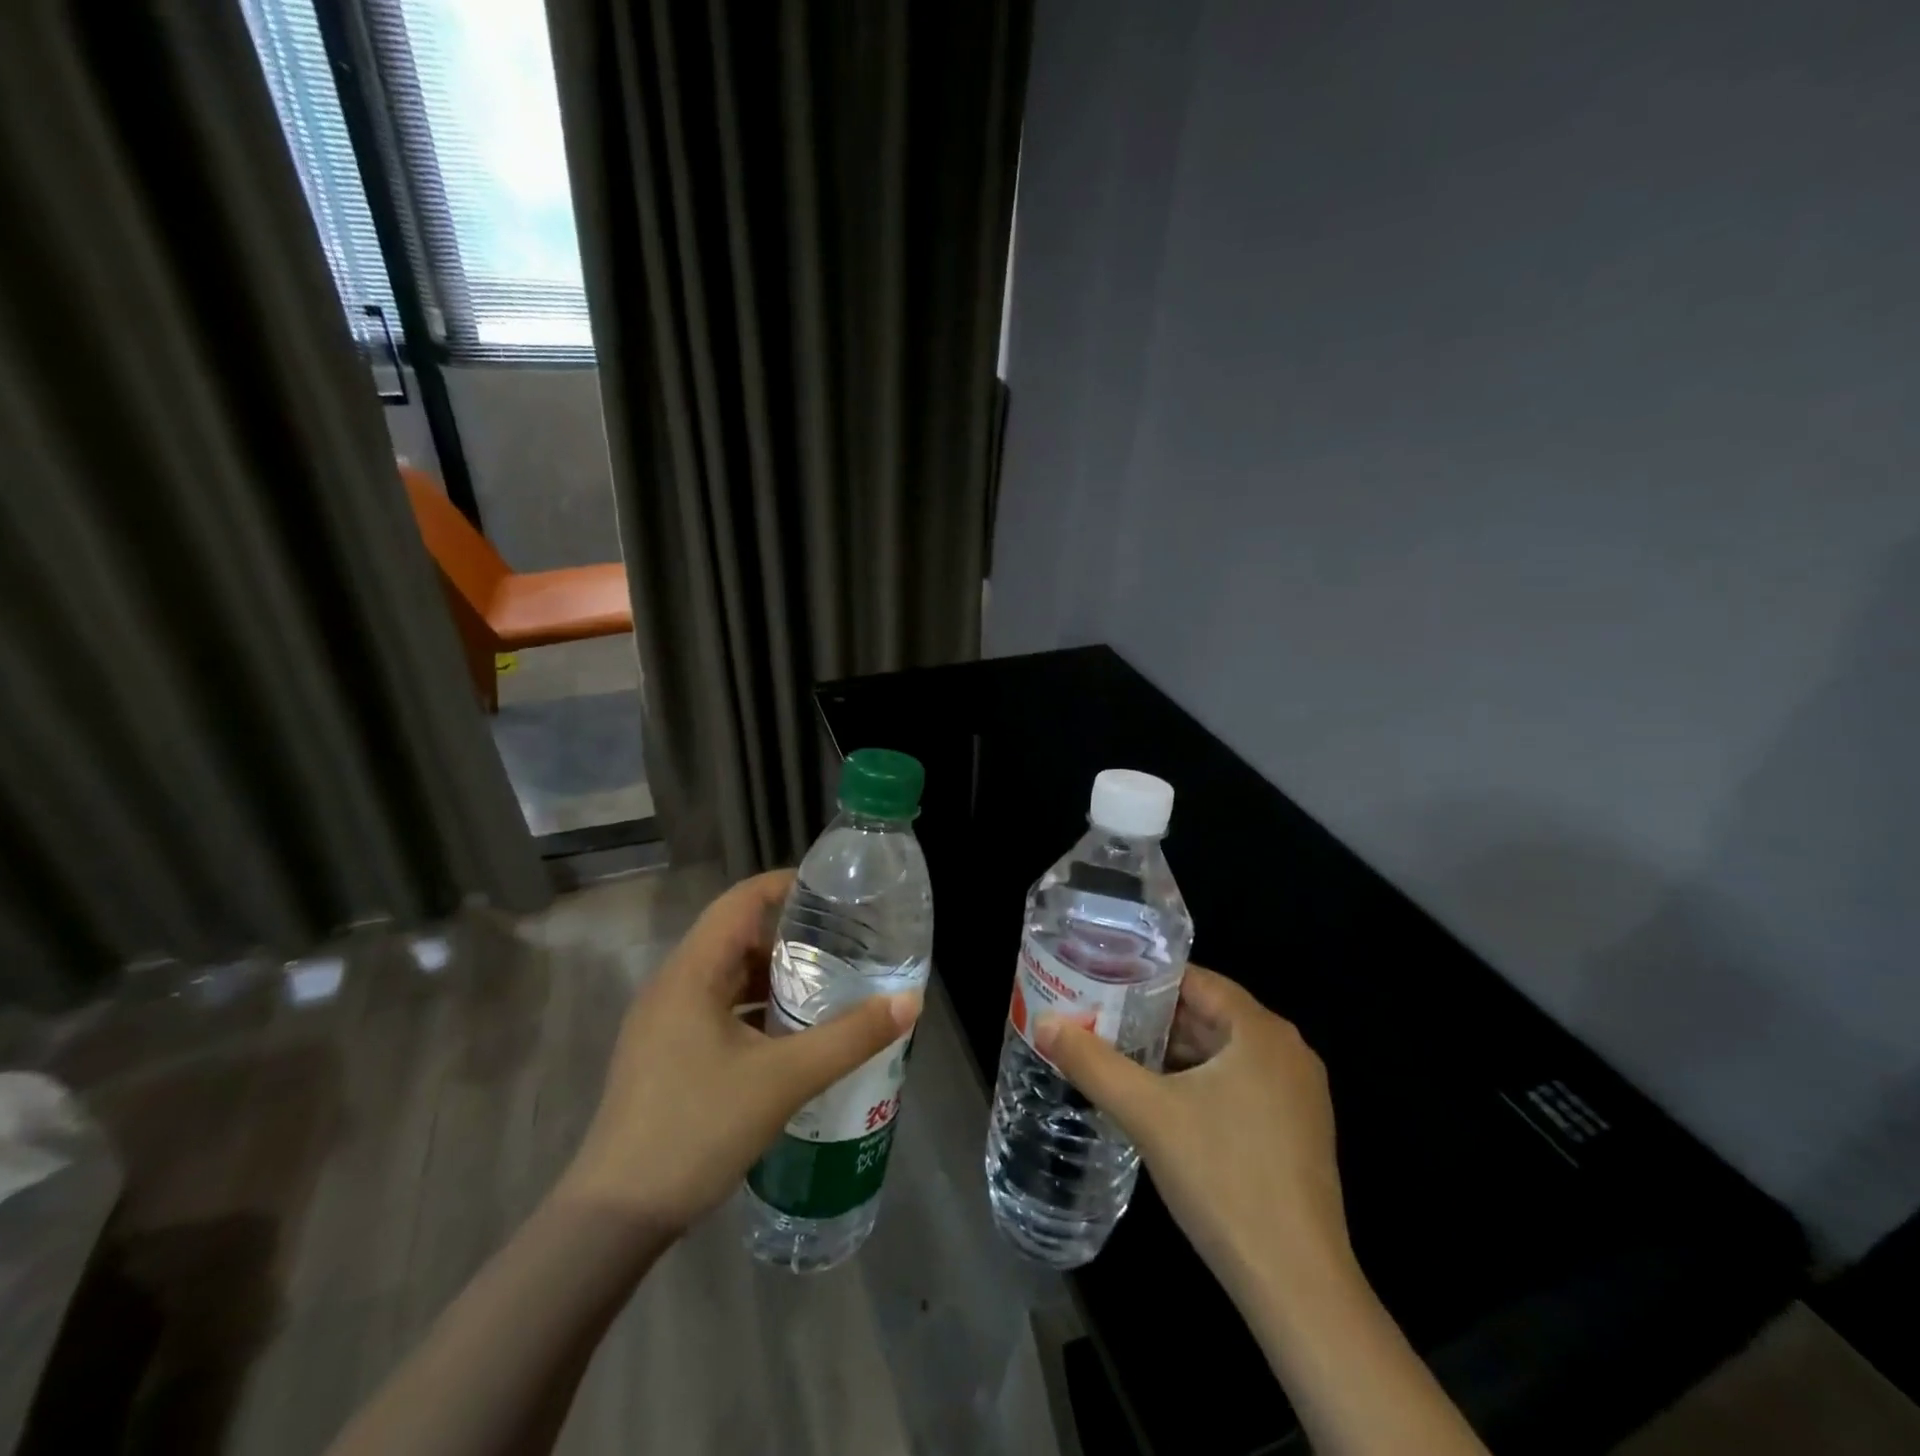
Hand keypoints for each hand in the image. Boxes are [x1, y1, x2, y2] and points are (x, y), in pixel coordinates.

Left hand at [557, 870, 921, 1235]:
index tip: (833, 892)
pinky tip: (789, 1035)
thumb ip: (850, 1037)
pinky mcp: (664, 1054)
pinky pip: (716, 1009)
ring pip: (726, 977)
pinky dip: (754, 1008)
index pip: (740, 900)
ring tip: (825, 984)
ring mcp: (663, 1022)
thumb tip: (909, 1001)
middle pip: (735, 936)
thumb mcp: (784, 1080)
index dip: (785, 885)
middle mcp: (673, 985)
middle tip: (842, 942)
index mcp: (691, 972)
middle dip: (788, 935)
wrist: (614, 1217)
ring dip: (772, 975)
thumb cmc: (697, 1129)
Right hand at [1035, 966, 1351, 1300]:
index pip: (1196, 980)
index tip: (1102, 982)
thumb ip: (1092, 1062)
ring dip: (1173, 1052)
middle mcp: (1288, 1051)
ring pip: (1223, 1052)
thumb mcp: (1147, 1114)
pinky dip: (1199, 1081)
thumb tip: (1044, 1021)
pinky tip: (1159, 1099)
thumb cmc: (1223, 1179)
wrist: (1297, 1285)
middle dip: (1153, 1017)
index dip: (1146, 979)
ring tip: (1118, 1052)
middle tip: (1099, 1017)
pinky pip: (1239, 1083)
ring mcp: (1298, 1094)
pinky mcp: (1296, 1131)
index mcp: (1261, 1031)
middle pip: (1209, 1015)